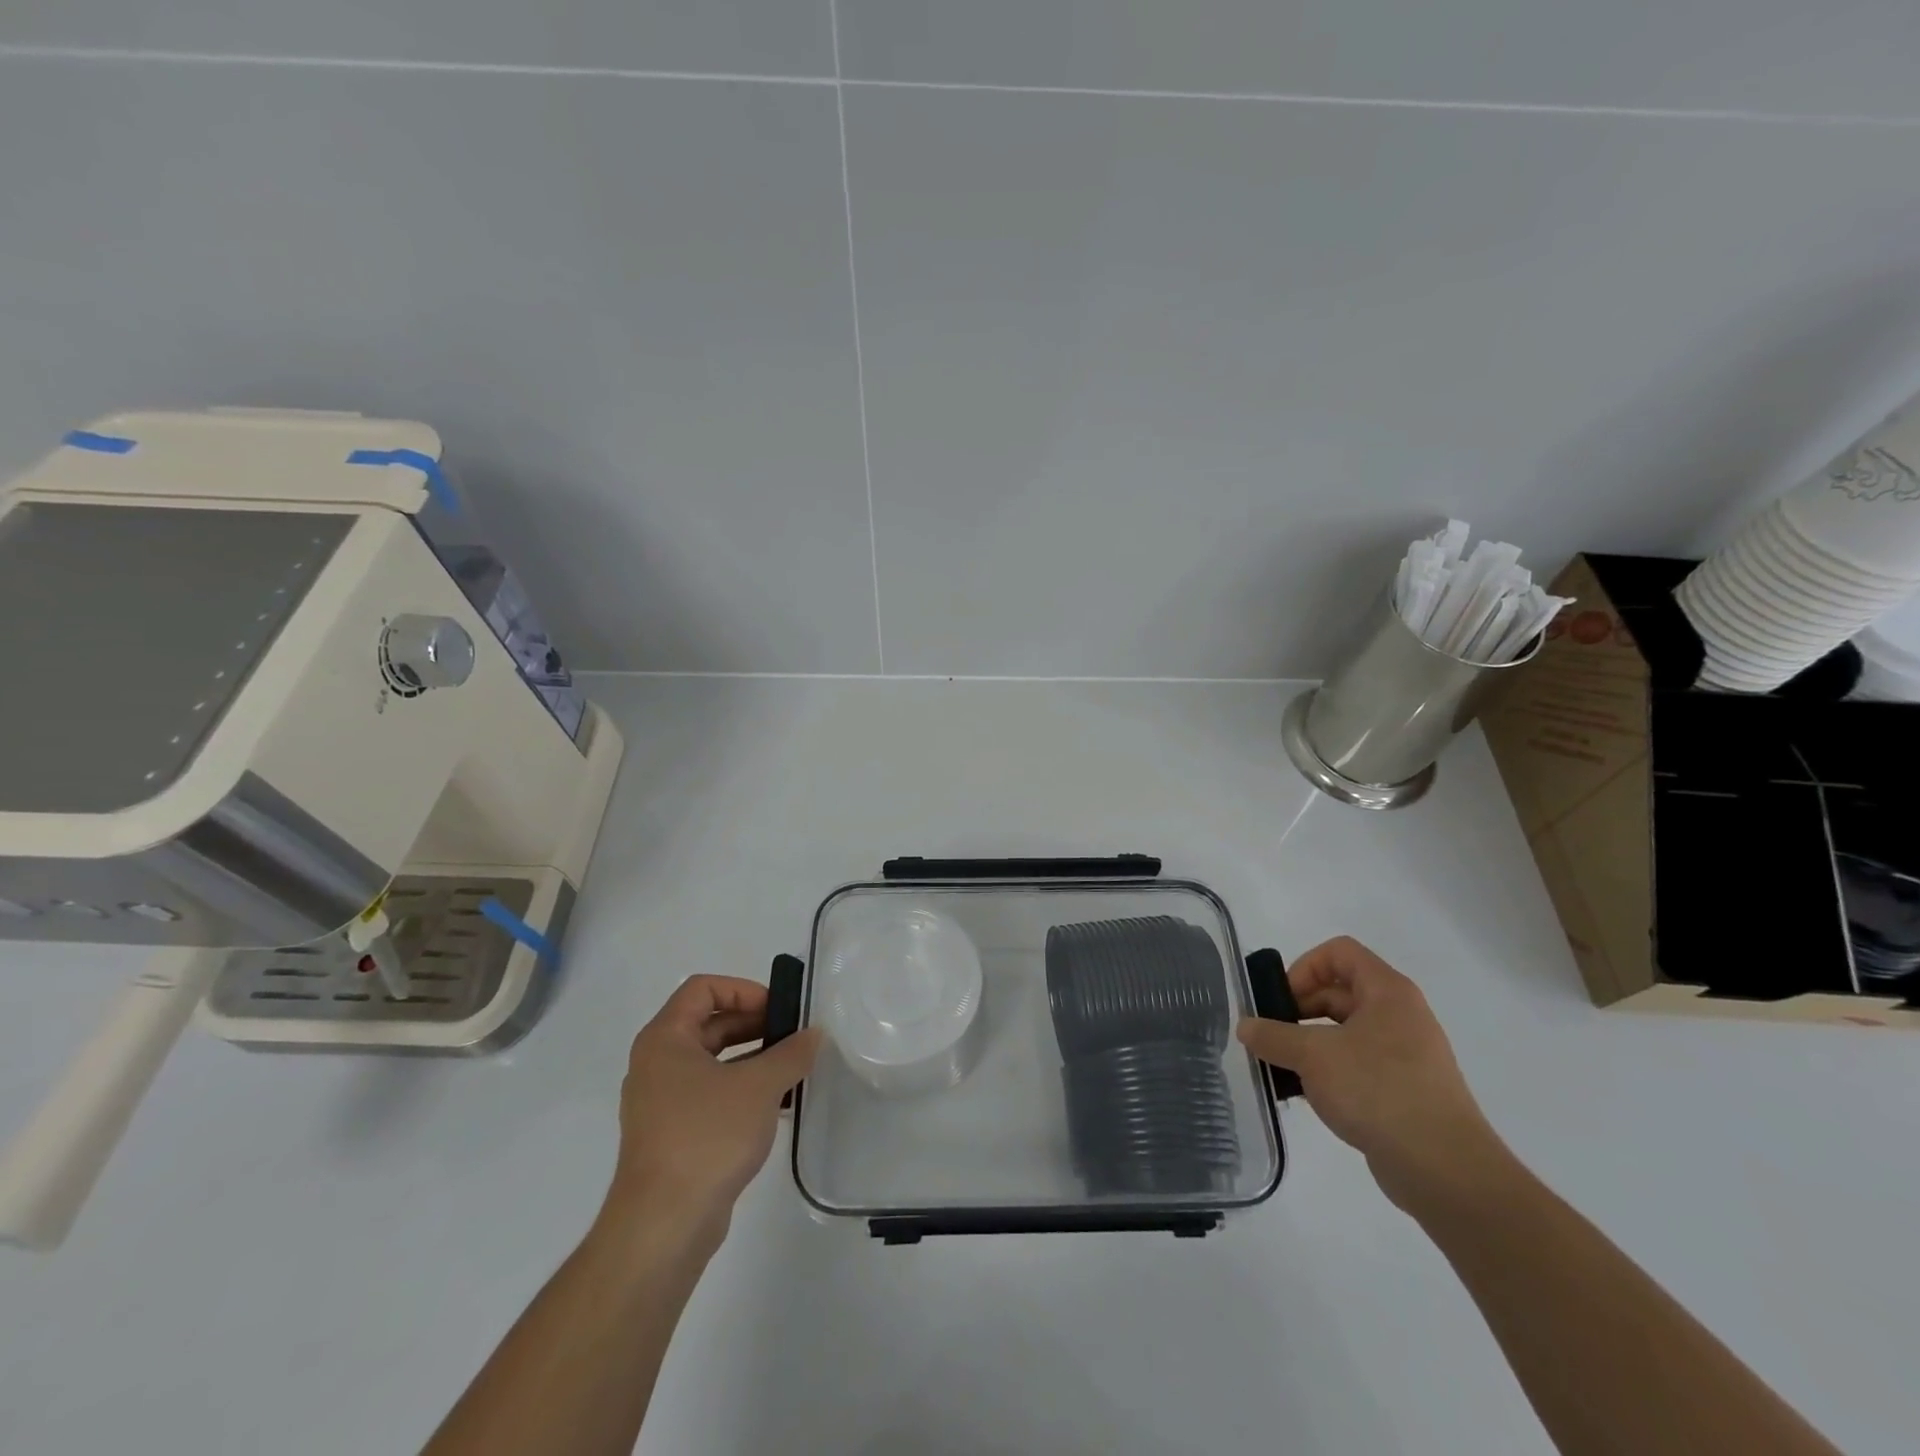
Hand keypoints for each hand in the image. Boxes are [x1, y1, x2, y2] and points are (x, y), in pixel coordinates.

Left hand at [601, 975, 822, 1250]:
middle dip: (754, 1024)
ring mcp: (661, 1101)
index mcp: (665, 1039)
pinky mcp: (672, 1134)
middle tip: (795, 1035)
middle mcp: (656, 1063)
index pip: (703, 989)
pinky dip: (741, 1088)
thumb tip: (813, 1034)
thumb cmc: (706, 1137)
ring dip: (752, 1057)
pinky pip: (710, 1093)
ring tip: (793, 1068)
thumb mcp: (759, 1086)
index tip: (779, 1009)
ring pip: (712, 1060)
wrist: (663, 1226)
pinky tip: (775, 1104)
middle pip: (709, 1023)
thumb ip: (791, 1053)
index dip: (744, 990)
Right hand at [1238, 936, 1506, 1212]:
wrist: (1446, 1170)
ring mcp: (1405, 1055)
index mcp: (1387, 992)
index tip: (1281, 1000)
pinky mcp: (1404, 1090)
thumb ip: (1272, 1036)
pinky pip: (1357, 1065)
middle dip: (1299, 1010)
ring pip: (1344, 1032)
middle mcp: (1400, 1015)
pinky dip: (1329, 1072)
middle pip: (1339, 992)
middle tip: (1271, 1036)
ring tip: (1281, 1068)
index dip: (1304, 967)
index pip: (1339, 952)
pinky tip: (1307, 1096)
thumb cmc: (1378, 1091)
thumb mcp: (1313, 1056)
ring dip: (1309, 1043)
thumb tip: (1244, 1026)